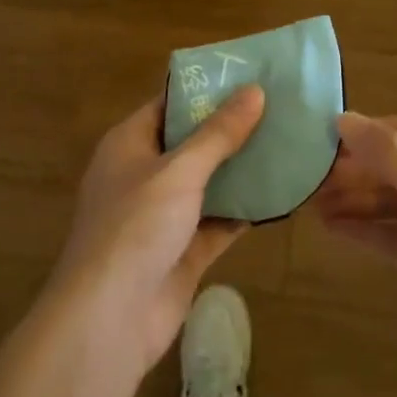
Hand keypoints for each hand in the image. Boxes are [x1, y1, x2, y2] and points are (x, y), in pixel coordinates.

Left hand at [46, 86, 265, 380]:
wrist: (108, 321)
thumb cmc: (134, 228)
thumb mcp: (179, 170)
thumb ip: (218, 133)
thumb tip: (254, 90)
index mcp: (129, 144)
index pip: (170, 104)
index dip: (206, 89)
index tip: (249, 75)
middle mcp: (144, 175)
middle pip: (193, 142)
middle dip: (232, 128)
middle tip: (279, 107)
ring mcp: (163, 216)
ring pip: (209, 182)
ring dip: (242, 169)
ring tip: (287, 142)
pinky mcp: (183, 251)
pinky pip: (219, 221)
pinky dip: (244, 210)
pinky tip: (281, 193)